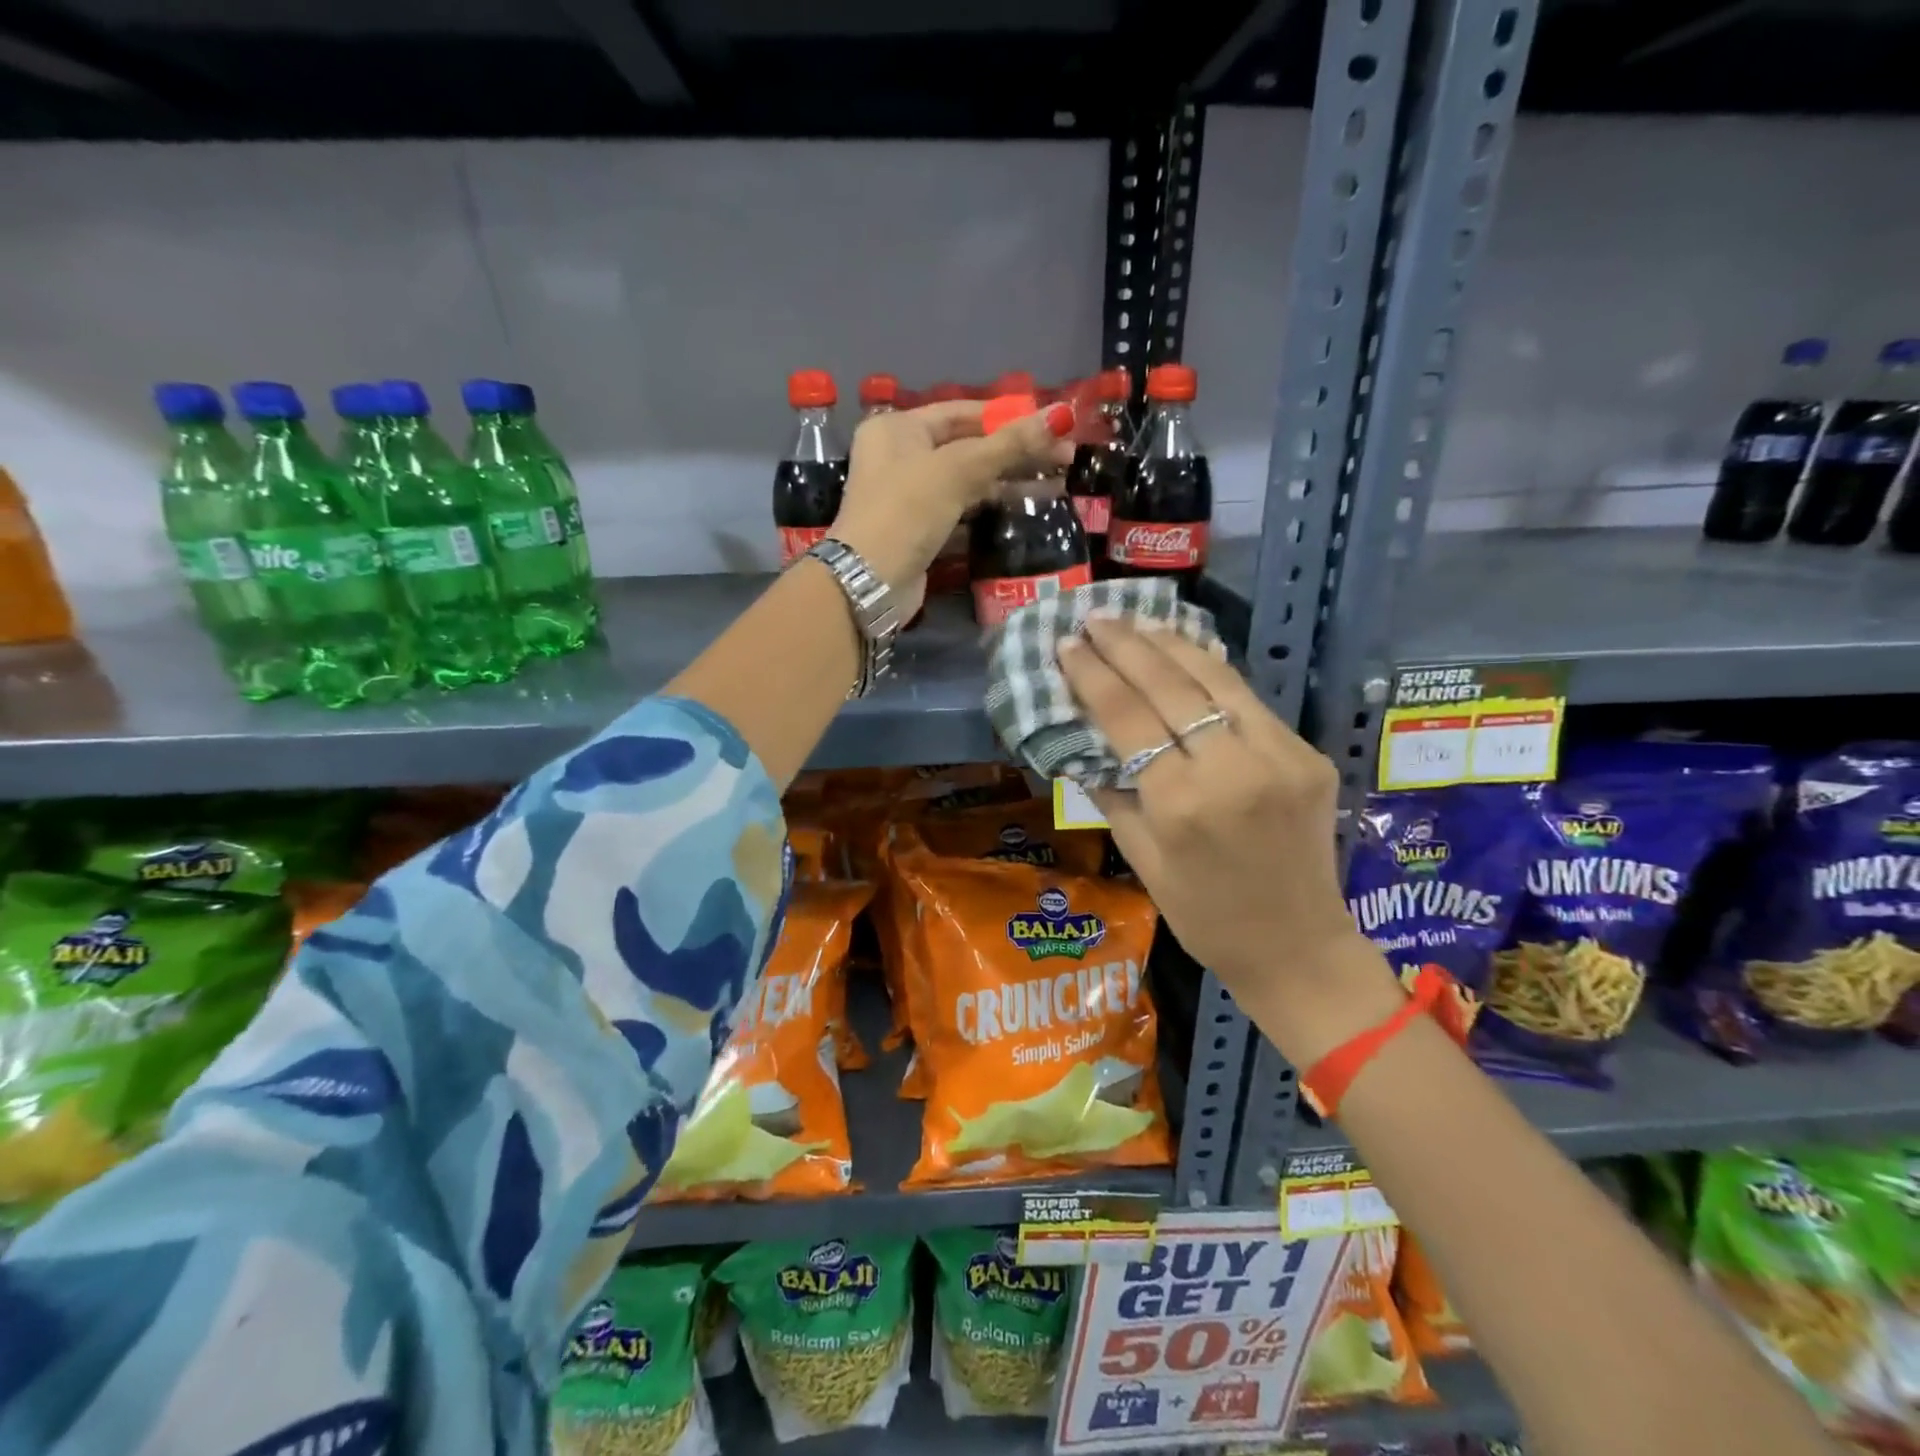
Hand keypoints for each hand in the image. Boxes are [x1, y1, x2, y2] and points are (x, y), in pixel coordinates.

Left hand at [830, 400, 1074, 616]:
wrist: (869, 581)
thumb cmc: (907, 510)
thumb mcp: (958, 470)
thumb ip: (1010, 444)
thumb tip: (1063, 414)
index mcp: (898, 428)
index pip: (963, 413)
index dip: (1009, 417)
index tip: (1052, 426)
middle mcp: (900, 457)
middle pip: (969, 447)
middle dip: (1017, 452)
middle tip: (1067, 458)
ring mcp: (909, 497)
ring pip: (968, 482)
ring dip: (1010, 482)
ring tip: (1058, 484)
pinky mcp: (920, 531)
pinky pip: (962, 511)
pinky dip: (991, 508)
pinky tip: (1026, 509)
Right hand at [1057, 618, 1402, 1063]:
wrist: (1298, 945)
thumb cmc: (1204, 915)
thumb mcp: (1142, 860)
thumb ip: (1111, 792)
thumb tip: (1082, 740)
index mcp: (1182, 803)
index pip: (1127, 717)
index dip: (1093, 675)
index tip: (1067, 644)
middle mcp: (1233, 768)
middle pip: (1170, 685)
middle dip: (1126, 645)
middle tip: (1095, 618)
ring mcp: (1279, 755)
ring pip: (1215, 678)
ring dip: (1170, 643)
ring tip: (1135, 620)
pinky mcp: (1306, 754)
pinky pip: (1247, 700)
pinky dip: (1210, 671)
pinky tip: (1184, 652)